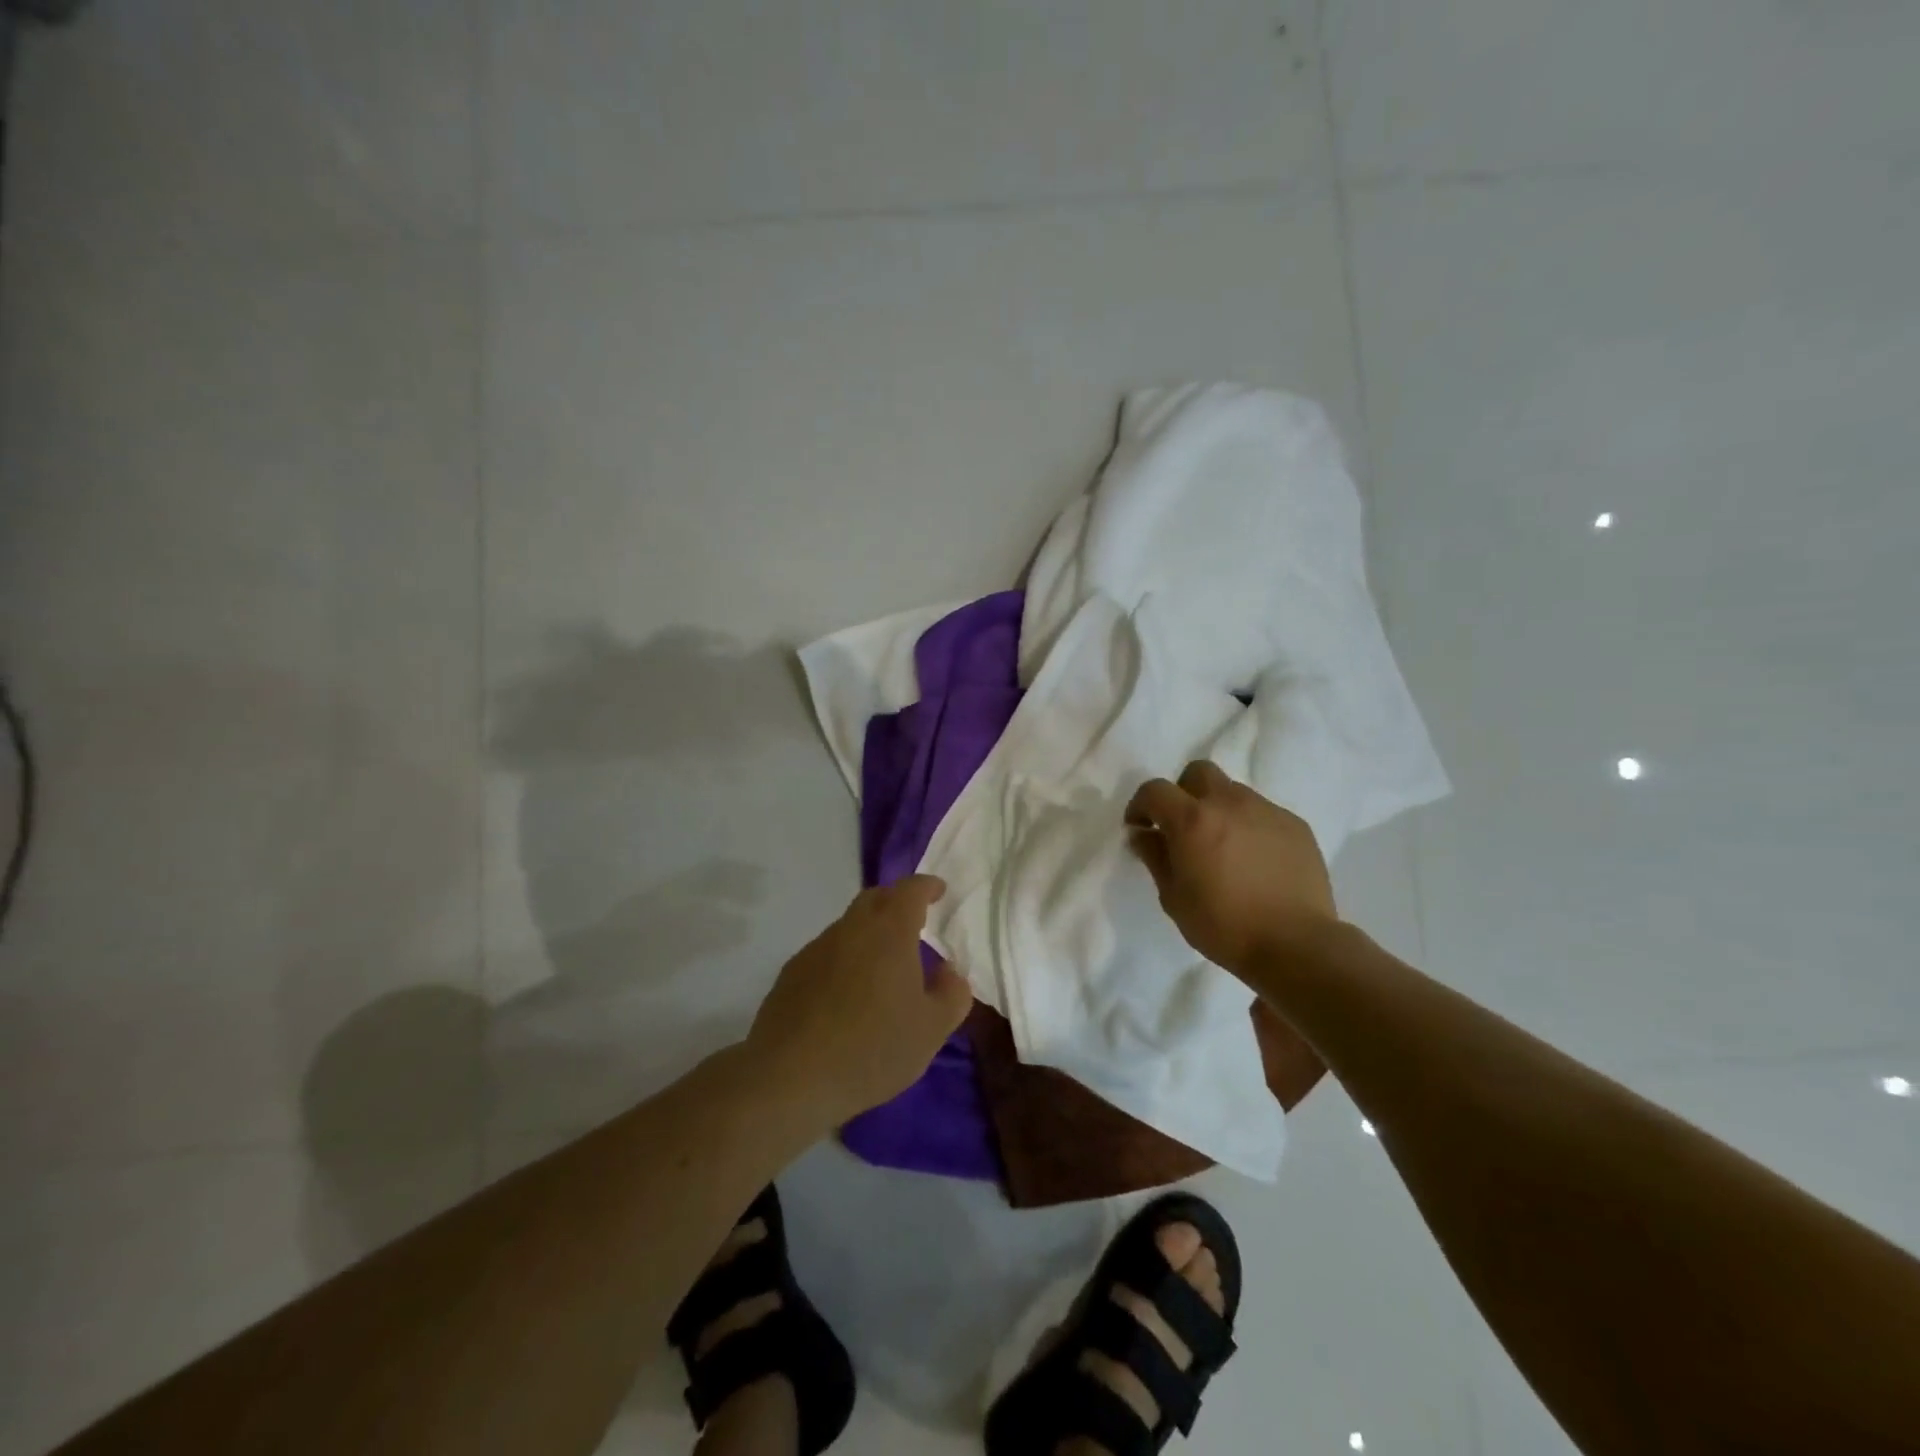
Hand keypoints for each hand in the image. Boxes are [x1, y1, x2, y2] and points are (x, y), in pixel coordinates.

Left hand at [745, 876, 972, 1126]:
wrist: (790, 1078)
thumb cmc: (872, 1049)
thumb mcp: (931, 1030)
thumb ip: (951, 994)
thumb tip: (948, 971)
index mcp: (889, 933)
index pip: (910, 890)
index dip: (927, 886)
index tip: (939, 891)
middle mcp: (851, 929)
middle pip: (875, 899)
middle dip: (897, 902)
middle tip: (914, 923)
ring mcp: (816, 949)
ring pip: (849, 926)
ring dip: (869, 934)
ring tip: (882, 967)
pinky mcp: (791, 973)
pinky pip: (827, 953)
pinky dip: (844, 959)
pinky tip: (847, 995)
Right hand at [1125, 760, 1339, 978]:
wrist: (1296, 944)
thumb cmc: (1224, 925)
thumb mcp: (1174, 897)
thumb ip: (1155, 857)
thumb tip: (1143, 834)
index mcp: (1192, 819)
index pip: (1155, 790)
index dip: (1140, 805)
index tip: (1140, 828)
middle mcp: (1229, 803)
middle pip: (1198, 773)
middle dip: (1183, 793)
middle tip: (1183, 827)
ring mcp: (1266, 811)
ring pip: (1233, 792)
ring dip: (1219, 809)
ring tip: (1223, 846)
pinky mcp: (1295, 825)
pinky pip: (1263, 813)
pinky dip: (1250, 827)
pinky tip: (1255, 860)